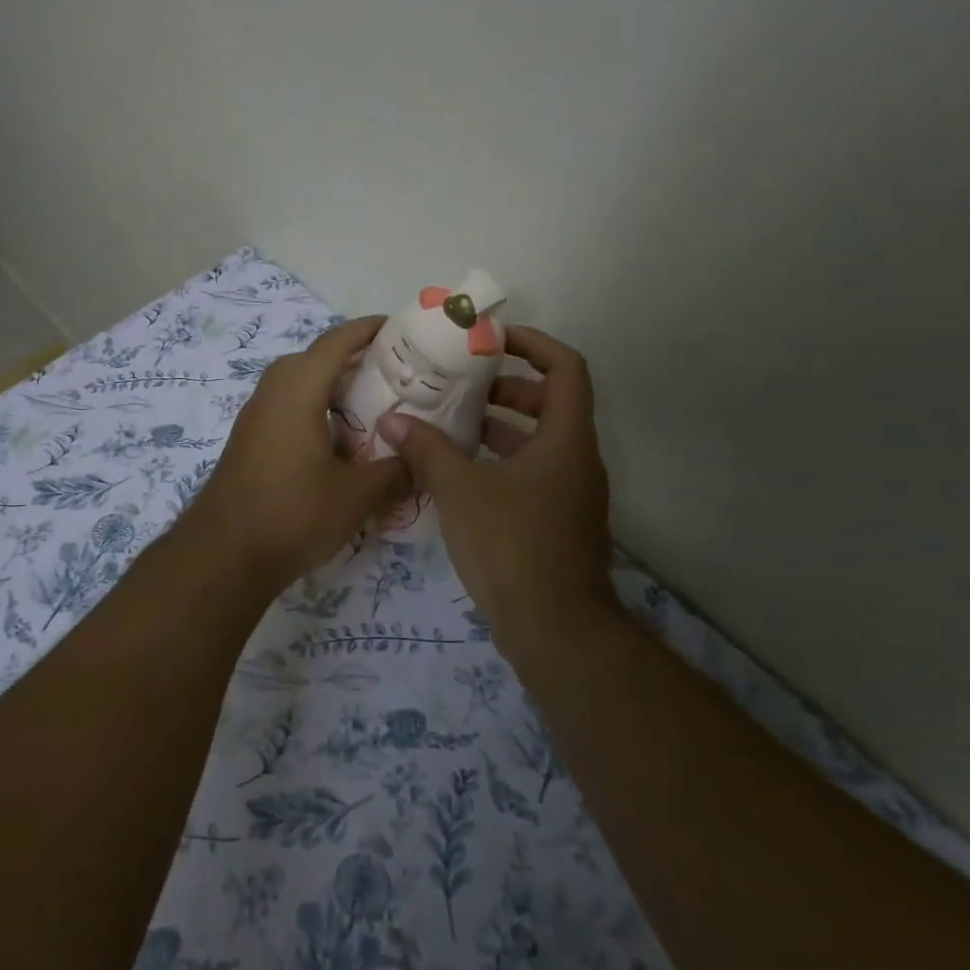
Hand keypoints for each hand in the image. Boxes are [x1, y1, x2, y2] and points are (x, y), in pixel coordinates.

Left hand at [183, 317, 409, 589]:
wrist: (223, 555)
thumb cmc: (293, 513)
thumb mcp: (356, 495)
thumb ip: (394, 472)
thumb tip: (419, 464)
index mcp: (298, 389)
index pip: (336, 341)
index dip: (368, 329)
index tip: (398, 327)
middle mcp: (272, 392)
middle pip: (316, 360)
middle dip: (354, 361)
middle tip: (394, 376)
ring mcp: (255, 418)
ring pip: (300, 387)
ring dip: (333, 390)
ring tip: (373, 408)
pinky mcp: (249, 442)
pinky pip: (288, 411)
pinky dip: (316, 413)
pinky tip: (339, 444)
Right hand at [378, 325, 612, 623]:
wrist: (554, 628)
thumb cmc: (512, 544)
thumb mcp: (460, 490)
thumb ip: (427, 450)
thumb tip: (392, 421)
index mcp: (566, 439)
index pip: (566, 368)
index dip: (534, 344)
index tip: (493, 341)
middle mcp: (577, 460)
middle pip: (552, 403)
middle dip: (507, 388)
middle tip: (462, 386)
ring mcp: (571, 494)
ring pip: (539, 442)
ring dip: (501, 427)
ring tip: (451, 425)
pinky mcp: (558, 522)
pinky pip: (532, 473)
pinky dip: (501, 462)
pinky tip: (459, 475)